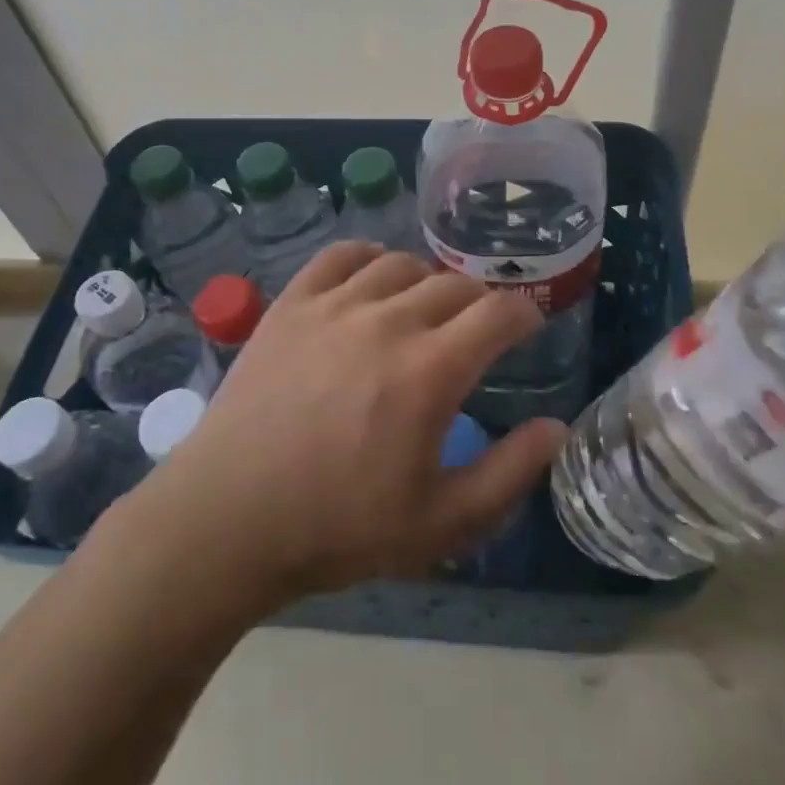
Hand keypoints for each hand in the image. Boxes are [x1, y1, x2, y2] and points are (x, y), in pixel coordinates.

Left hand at [143, 242, 563, 601]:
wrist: (228, 519)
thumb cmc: (339, 527)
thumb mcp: (441, 523)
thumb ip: (510, 473)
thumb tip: (556, 427)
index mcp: (430, 370)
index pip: (497, 313)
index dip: (523, 314)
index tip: (527, 327)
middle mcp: (387, 322)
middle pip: (453, 284)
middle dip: (479, 302)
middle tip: (478, 329)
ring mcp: (334, 306)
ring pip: (401, 265)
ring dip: (428, 280)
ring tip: (427, 307)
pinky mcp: (291, 304)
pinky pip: (340, 256)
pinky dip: (369, 257)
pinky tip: (373, 277)